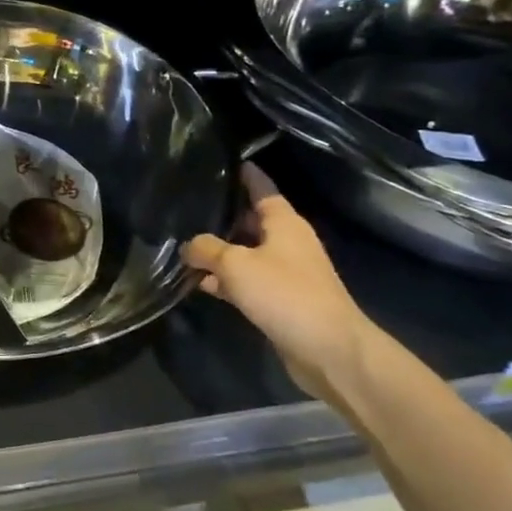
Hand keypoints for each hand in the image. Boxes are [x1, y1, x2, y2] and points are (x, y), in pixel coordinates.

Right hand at [182, 163, 375, 402]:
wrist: (329, 350)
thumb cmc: (285, 294)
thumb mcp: (236, 265)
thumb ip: (207, 249)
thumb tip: (189, 246)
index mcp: (284, 222)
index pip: (261, 186)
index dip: (243, 173)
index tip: (221, 159)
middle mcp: (286, 242)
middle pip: (249, 220)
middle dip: (220, 215)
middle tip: (185, 205)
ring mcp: (285, 272)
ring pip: (244, 252)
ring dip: (218, 252)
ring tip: (182, 245)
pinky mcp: (280, 300)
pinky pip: (246, 281)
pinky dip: (225, 280)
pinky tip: (199, 283)